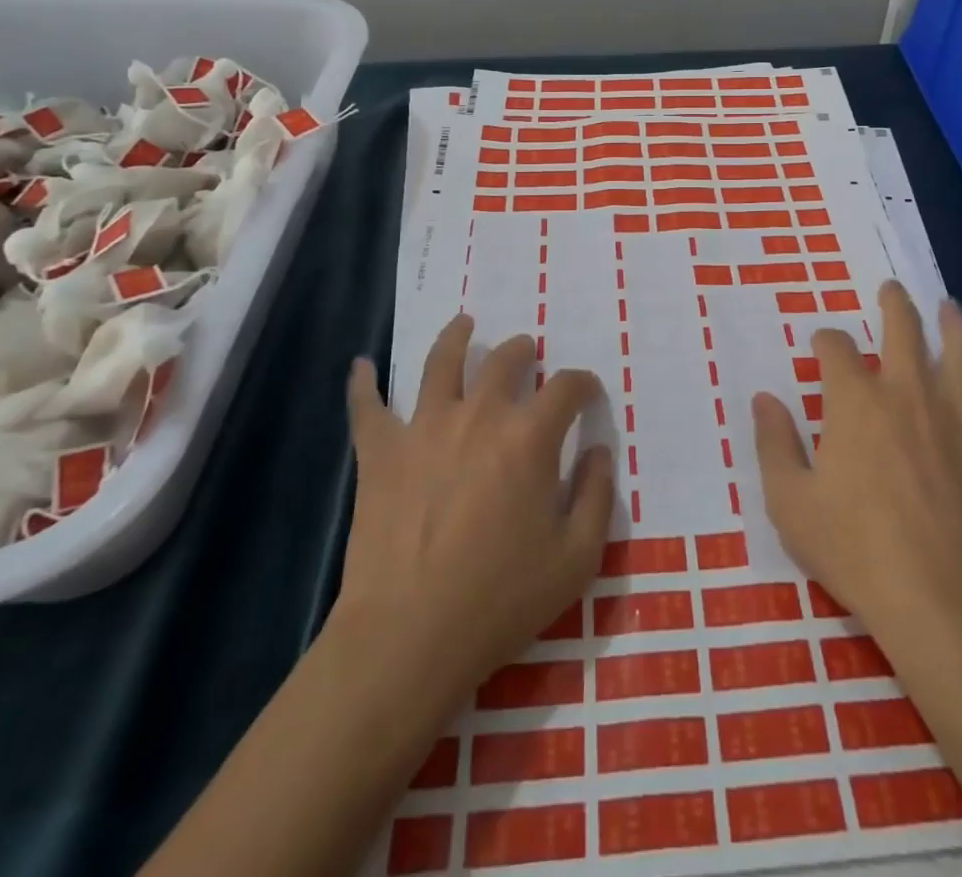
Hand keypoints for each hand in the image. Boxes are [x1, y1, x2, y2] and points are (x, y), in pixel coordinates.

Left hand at [333, 315, 613, 722]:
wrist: (409, 637)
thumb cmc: (501, 599)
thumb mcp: (577, 558)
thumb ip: (598, 495)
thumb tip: (601, 450)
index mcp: (530, 437)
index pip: (567, 387)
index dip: (583, 384)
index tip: (587, 393)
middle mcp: (479, 415)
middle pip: (505, 360)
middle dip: (524, 352)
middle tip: (527, 355)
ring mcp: (424, 427)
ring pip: (441, 362)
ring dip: (456, 337)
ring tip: (464, 325)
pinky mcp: (380, 451)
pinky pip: (367, 406)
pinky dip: (362, 383)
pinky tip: (360, 365)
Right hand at [752, 281, 961, 650]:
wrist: (939, 599)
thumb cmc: (854, 549)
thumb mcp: (790, 501)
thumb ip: (773, 443)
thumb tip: (764, 398)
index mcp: (854, 401)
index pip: (836, 348)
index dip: (826, 339)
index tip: (822, 344)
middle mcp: (906, 391)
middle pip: (902, 328)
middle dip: (893, 304)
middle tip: (891, 289)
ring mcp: (957, 414)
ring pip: (961, 348)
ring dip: (953, 321)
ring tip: (949, 306)